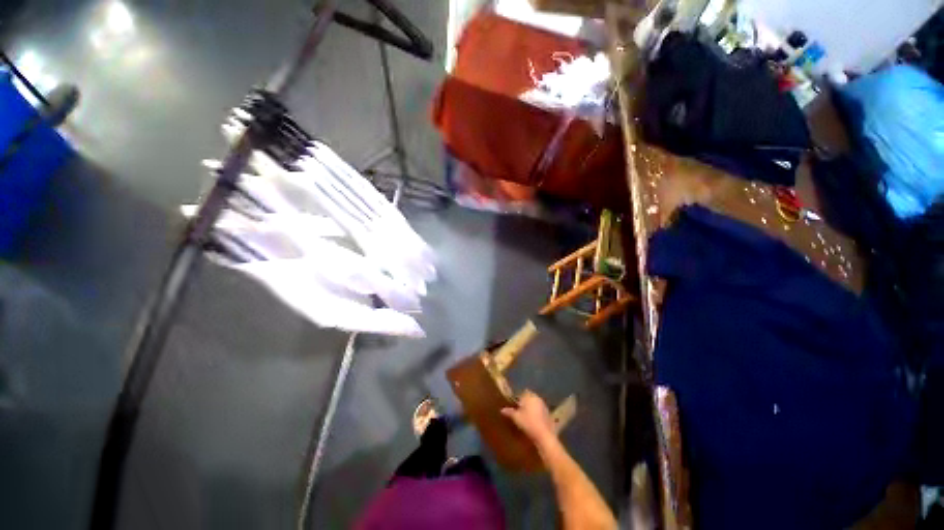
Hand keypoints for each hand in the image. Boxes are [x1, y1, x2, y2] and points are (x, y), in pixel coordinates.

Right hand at [502, 390, 556, 446]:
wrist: (544, 436)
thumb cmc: (528, 423)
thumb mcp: (516, 418)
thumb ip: (509, 412)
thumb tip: (502, 410)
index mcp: (530, 396)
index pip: (522, 392)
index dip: (518, 398)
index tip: (514, 404)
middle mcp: (538, 398)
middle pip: (529, 398)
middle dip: (525, 403)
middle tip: (518, 410)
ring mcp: (544, 406)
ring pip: (535, 404)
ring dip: (531, 408)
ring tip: (525, 417)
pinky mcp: (548, 414)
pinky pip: (540, 411)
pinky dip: (536, 414)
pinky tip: (533, 422)